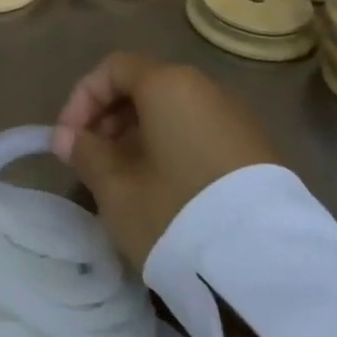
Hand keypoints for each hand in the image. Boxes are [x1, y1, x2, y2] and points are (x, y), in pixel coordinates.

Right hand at [51, 51, 279, 270]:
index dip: (82, 99)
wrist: (268, 268)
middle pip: (145, 86)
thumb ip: (85, 154)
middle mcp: (204, 88)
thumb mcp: (115, 187)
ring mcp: (236, 118)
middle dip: (110, 118)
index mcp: (167, 83)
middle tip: (93, 159)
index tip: (68, 139)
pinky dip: (172, 148)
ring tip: (124, 178)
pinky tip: (163, 190)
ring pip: (173, 112)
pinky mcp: (258, 152)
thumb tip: (68, 138)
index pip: (113, 68)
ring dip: (140, 136)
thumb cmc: (174, 211)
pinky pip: (200, 133)